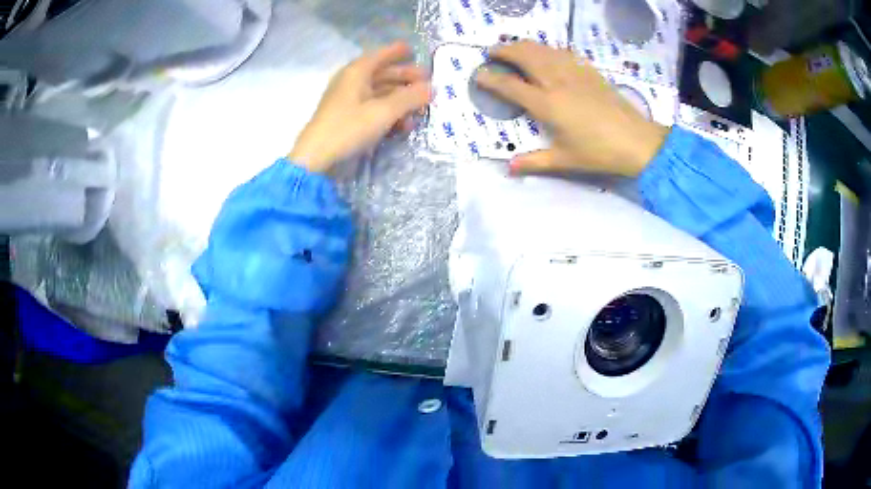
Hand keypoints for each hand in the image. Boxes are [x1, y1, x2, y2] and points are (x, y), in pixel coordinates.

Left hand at [289, 42, 431, 172]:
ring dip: (400, 99)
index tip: (414, 49)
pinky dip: (389, 113)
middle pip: (382, 74)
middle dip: (405, 77)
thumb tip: (432, 87)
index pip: (380, 55)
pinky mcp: (348, 118)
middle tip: (427, 82)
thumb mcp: (383, 111)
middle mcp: (351, 82)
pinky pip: (373, 109)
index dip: (397, 51)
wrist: (316, 158)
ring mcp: (348, 101)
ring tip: (421, 108)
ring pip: (379, 93)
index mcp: (356, 72)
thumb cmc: (349, 128)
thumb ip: (409, 98)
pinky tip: (404, 125)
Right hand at [476, 42, 668, 176]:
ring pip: (543, 50)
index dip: (490, 79)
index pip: (510, 86)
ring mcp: (574, 73)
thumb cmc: (599, 153)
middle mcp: (557, 82)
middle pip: (525, 56)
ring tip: (514, 48)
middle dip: (504, 50)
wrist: (637, 141)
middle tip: (492, 52)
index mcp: (547, 104)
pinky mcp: (589, 71)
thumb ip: (534, 162)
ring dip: (524, 45)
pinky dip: (548, 49)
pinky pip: (563, 53)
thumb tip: (509, 168)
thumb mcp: (565, 160)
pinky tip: (547, 53)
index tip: (477, 74)